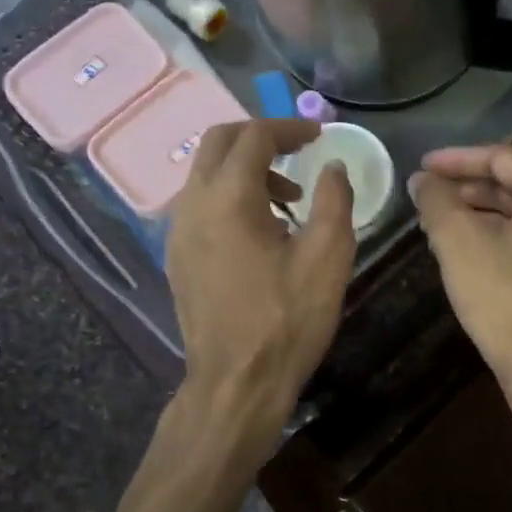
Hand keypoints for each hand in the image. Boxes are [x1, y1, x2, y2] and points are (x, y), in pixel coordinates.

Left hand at [166, 119, 355, 437]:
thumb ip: (334, 200)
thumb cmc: (287, 319)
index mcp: (228, 197)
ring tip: (289, 202)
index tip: (318, 136)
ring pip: (205, 174)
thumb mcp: (328, 257)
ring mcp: (177, 232)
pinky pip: (200, 205)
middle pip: (218, 143)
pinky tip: (260, 231)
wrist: (236, 383)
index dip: (288, 129)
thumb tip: (332, 168)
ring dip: (245, 170)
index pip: (254, 137)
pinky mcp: (177, 257)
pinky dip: (229, 197)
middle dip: (260, 139)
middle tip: (298, 153)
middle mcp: (193, 204)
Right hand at [408, 144, 511, 385]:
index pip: (502, 158)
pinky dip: (492, 237)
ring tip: (436, 222)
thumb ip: (436, 201)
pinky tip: (461, 252)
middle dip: (465, 187)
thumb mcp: (459, 242)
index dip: (457, 159)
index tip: (421, 167)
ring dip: (476, 214)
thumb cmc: (503, 297)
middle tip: (426, 195)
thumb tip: (421, 180)